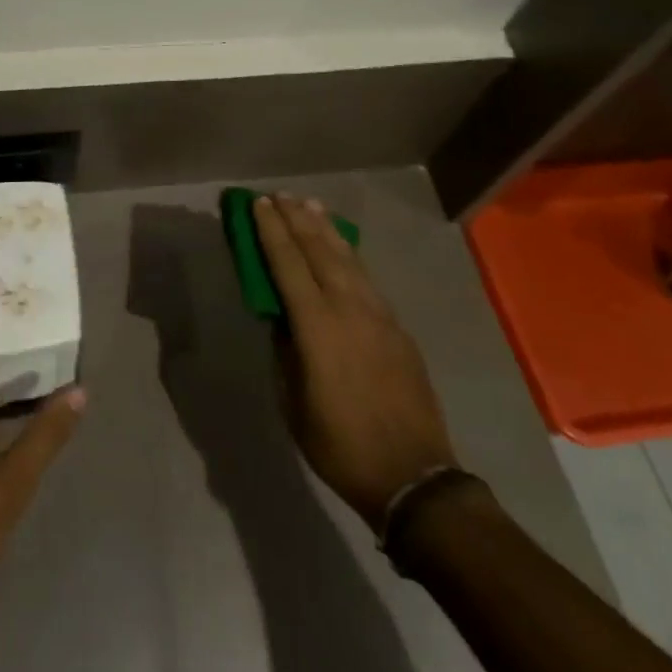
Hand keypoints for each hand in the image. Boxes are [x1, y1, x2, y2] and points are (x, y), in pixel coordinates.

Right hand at [253, 193, 455, 531]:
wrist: (412, 476)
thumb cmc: (339, 444)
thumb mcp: (293, 401)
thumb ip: (285, 350)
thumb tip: (282, 317)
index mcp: (317, 326)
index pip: (288, 264)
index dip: (271, 231)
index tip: (258, 204)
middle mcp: (349, 308)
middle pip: (319, 250)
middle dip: (296, 219)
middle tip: (279, 195)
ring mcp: (378, 315)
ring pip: (348, 258)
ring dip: (326, 228)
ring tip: (310, 204)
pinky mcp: (397, 327)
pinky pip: (367, 278)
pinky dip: (349, 254)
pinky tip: (342, 247)